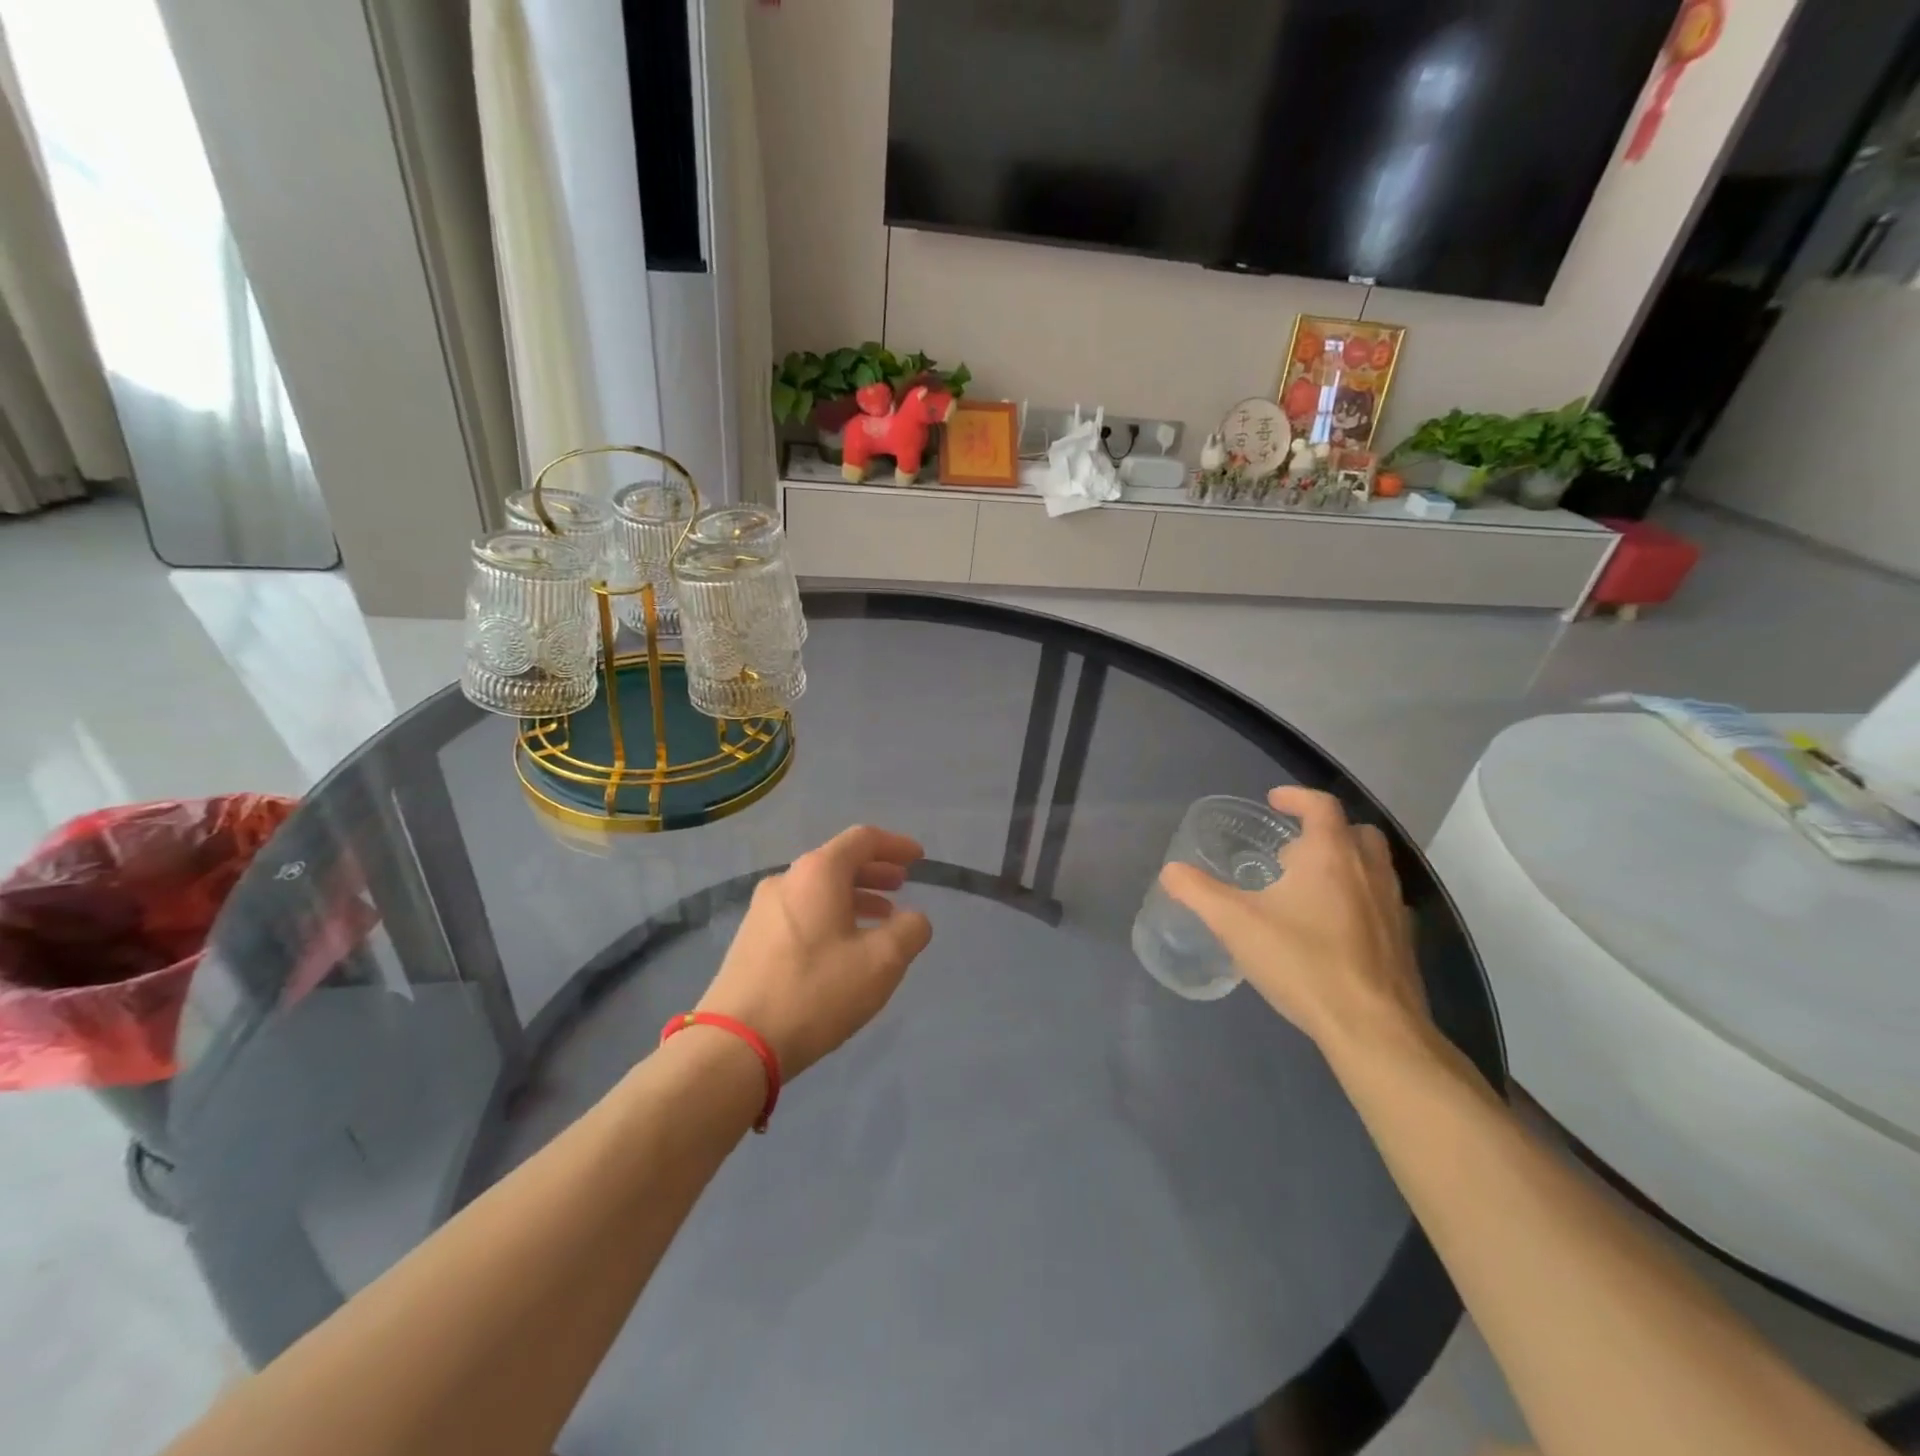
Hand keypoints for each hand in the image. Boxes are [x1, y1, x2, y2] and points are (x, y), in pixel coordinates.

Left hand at [696, 826, 933, 1077]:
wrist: (736, 1043)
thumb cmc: (816, 991)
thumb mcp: (881, 962)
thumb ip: (910, 931)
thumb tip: (914, 919)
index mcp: (818, 872)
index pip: (863, 840)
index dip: (896, 845)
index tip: (919, 858)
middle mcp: (787, 880)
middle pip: (838, 862)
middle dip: (875, 871)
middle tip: (902, 885)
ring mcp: (763, 910)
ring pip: (819, 889)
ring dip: (855, 896)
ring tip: (881, 919)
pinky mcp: (752, 939)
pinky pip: (802, 911)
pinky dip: (832, 915)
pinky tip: (845, 946)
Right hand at [1160, 788, 1429, 1059]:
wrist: (1372, 1027)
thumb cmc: (1302, 962)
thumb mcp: (1235, 924)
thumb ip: (1199, 892)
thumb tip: (1171, 871)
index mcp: (1330, 854)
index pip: (1320, 805)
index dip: (1295, 797)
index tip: (1273, 801)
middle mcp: (1369, 870)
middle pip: (1355, 831)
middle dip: (1324, 831)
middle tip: (1291, 850)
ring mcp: (1393, 906)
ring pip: (1374, 866)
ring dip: (1345, 863)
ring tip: (1309, 888)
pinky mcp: (1404, 941)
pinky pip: (1382, 902)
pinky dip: (1360, 899)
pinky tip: (1334, 928)